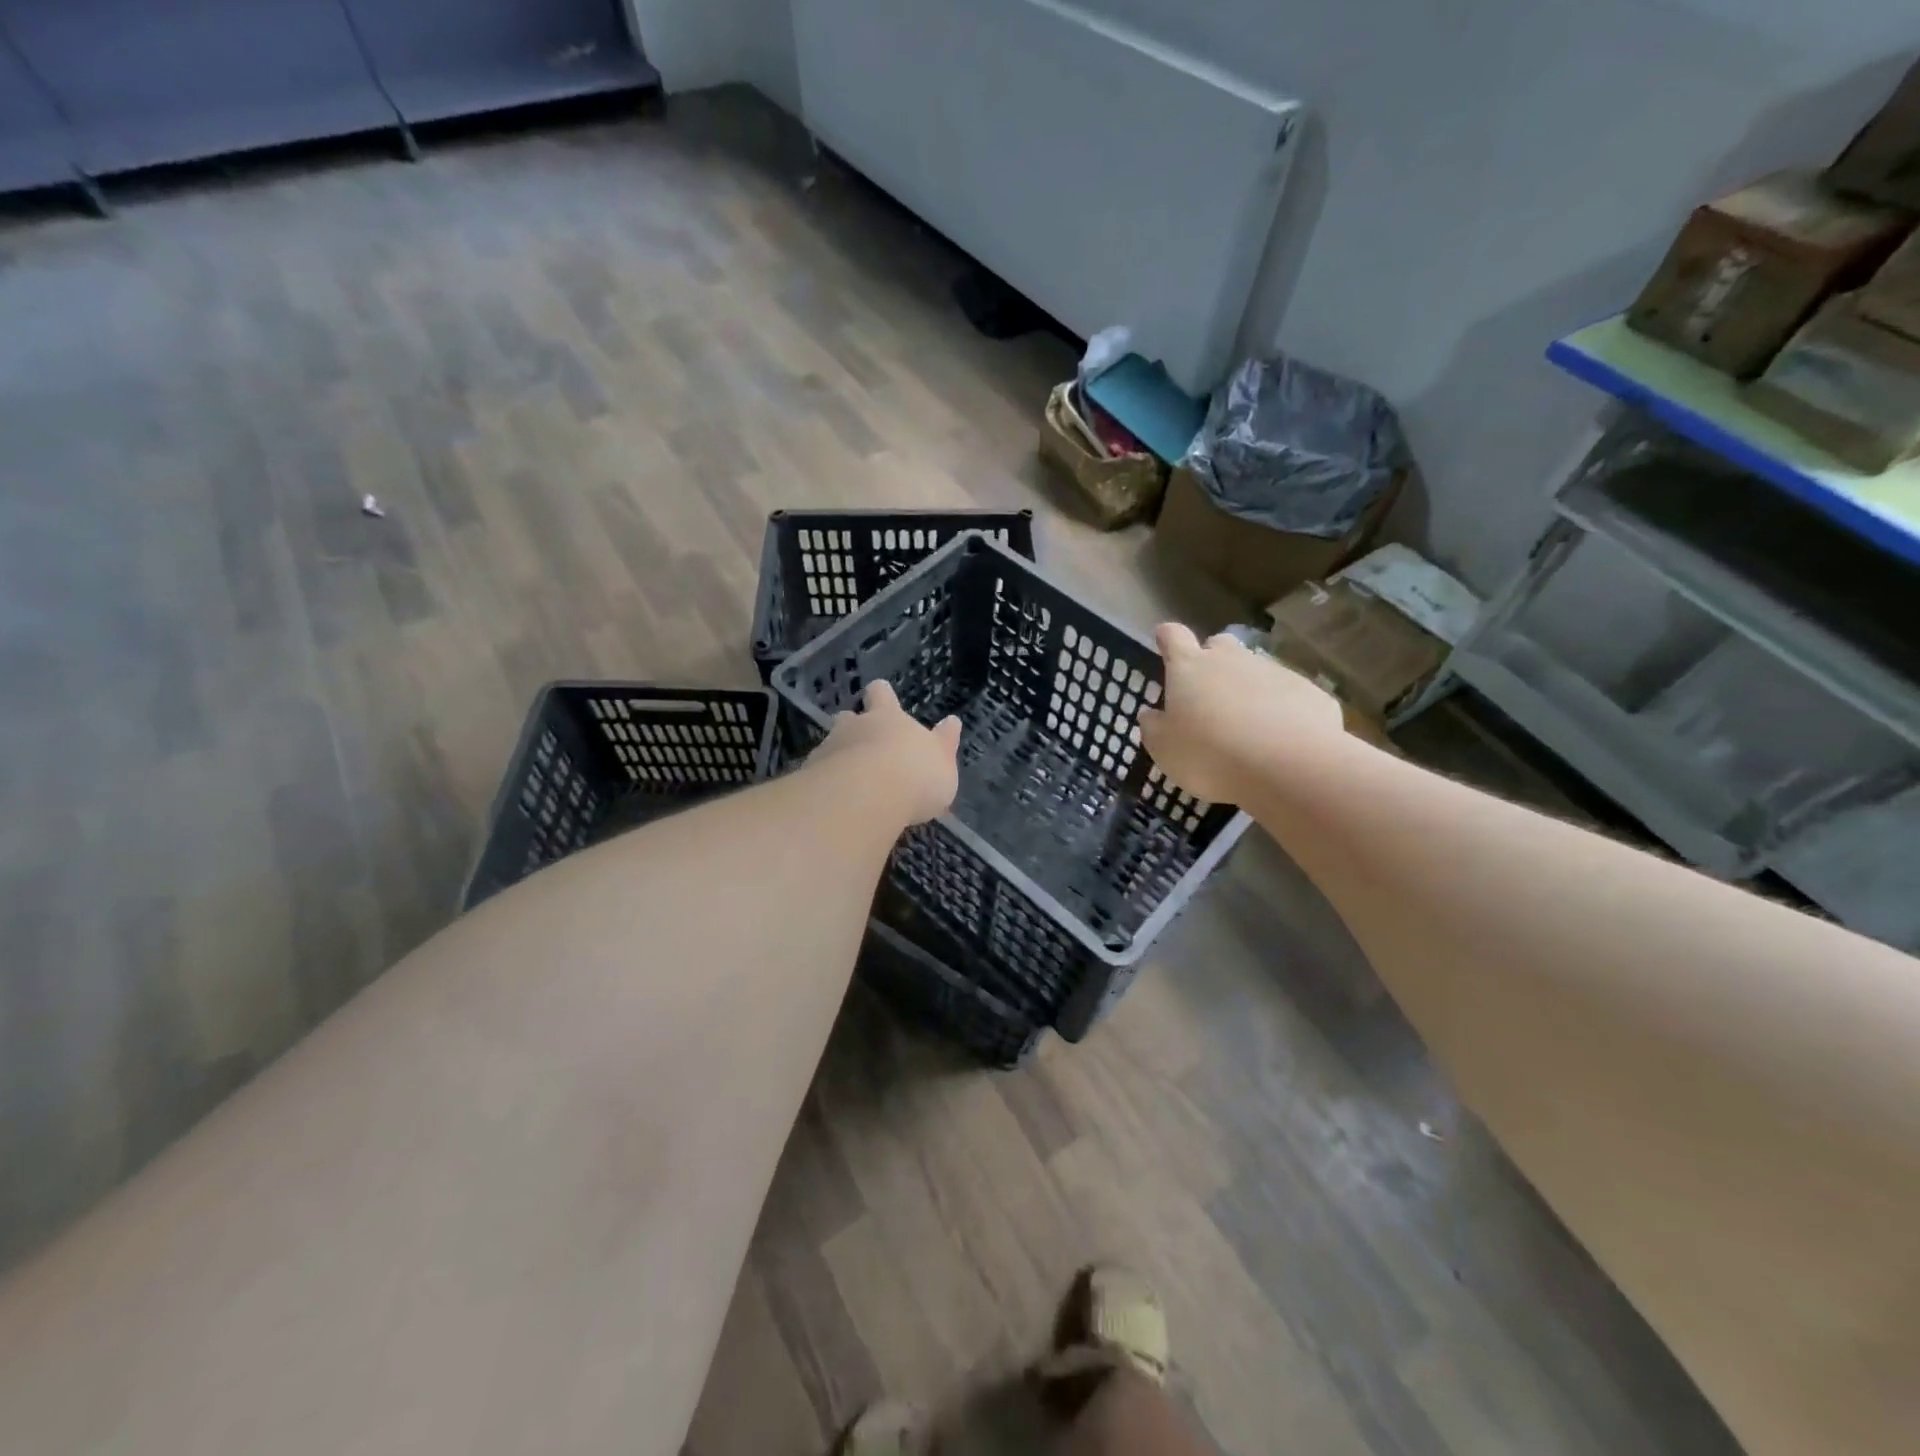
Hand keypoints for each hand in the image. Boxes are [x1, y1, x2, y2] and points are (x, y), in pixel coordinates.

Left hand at [809, 681, 961, 824]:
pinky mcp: (811, 776)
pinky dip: (825, 784)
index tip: (879, 693)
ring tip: (846, 778)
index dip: (881, 694)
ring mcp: (830, 749)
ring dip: (837, 756)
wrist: (867, 796)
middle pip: (848, 717)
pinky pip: (818, 775)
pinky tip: (834, 801)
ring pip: (830, 745)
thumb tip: (952, 722)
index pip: (882, 694)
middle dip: (851, 725)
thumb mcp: (943, 765)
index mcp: (889, 718)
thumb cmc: (916, 776)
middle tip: (859, 740)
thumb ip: (945, 745)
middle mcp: (856, 726)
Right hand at [1138, 622, 1343, 802]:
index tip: (1165, 644)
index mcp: (1190, 668)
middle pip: (1218, 645)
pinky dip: (1281, 711)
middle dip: (1212, 660)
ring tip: (1247, 728)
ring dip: (1248, 689)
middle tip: (1209, 695)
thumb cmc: (1210, 755)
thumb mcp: (1164, 750)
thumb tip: (1151, 714)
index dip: (1167, 638)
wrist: (1288, 766)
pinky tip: (1280, 741)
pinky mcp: (1309, 692)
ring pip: (1255, 670)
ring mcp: (1274, 671)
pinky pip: (1288, 696)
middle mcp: (1231, 659)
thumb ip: (1154, 727)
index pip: (1173, 636)